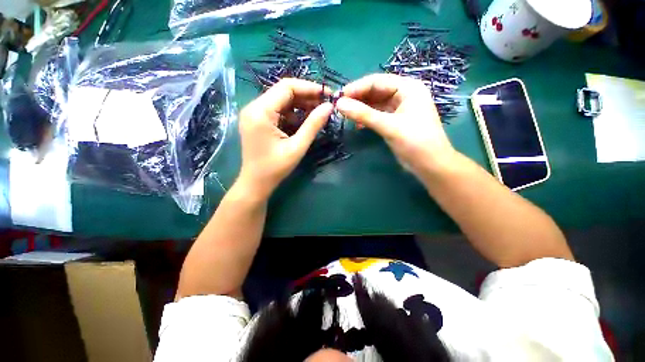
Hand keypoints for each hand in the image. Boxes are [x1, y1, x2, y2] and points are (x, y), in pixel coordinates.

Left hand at [238, 78, 332, 199]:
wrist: (256, 183)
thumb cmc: (275, 168)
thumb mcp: (297, 147)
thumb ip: (313, 125)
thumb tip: (329, 107)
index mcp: (260, 112)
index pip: (286, 87)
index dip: (309, 88)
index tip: (328, 94)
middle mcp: (254, 107)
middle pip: (283, 92)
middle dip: (306, 97)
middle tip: (325, 105)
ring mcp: (254, 114)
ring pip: (282, 101)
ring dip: (300, 106)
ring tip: (318, 114)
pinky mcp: (257, 121)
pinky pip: (278, 111)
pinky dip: (292, 114)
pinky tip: (304, 122)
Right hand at [336, 74, 455, 176]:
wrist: (430, 165)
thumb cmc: (415, 142)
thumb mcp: (388, 126)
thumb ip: (363, 114)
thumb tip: (339, 104)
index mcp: (408, 87)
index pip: (377, 81)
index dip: (356, 88)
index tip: (338, 97)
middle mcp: (404, 94)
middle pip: (376, 91)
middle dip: (357, 98)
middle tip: (338, 107)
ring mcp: (399, 108)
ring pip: (375, 104)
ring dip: (361, 109)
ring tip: (344, 115)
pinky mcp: (395, 121)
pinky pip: (377, 115)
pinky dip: (366, 118)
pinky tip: (356, 124)